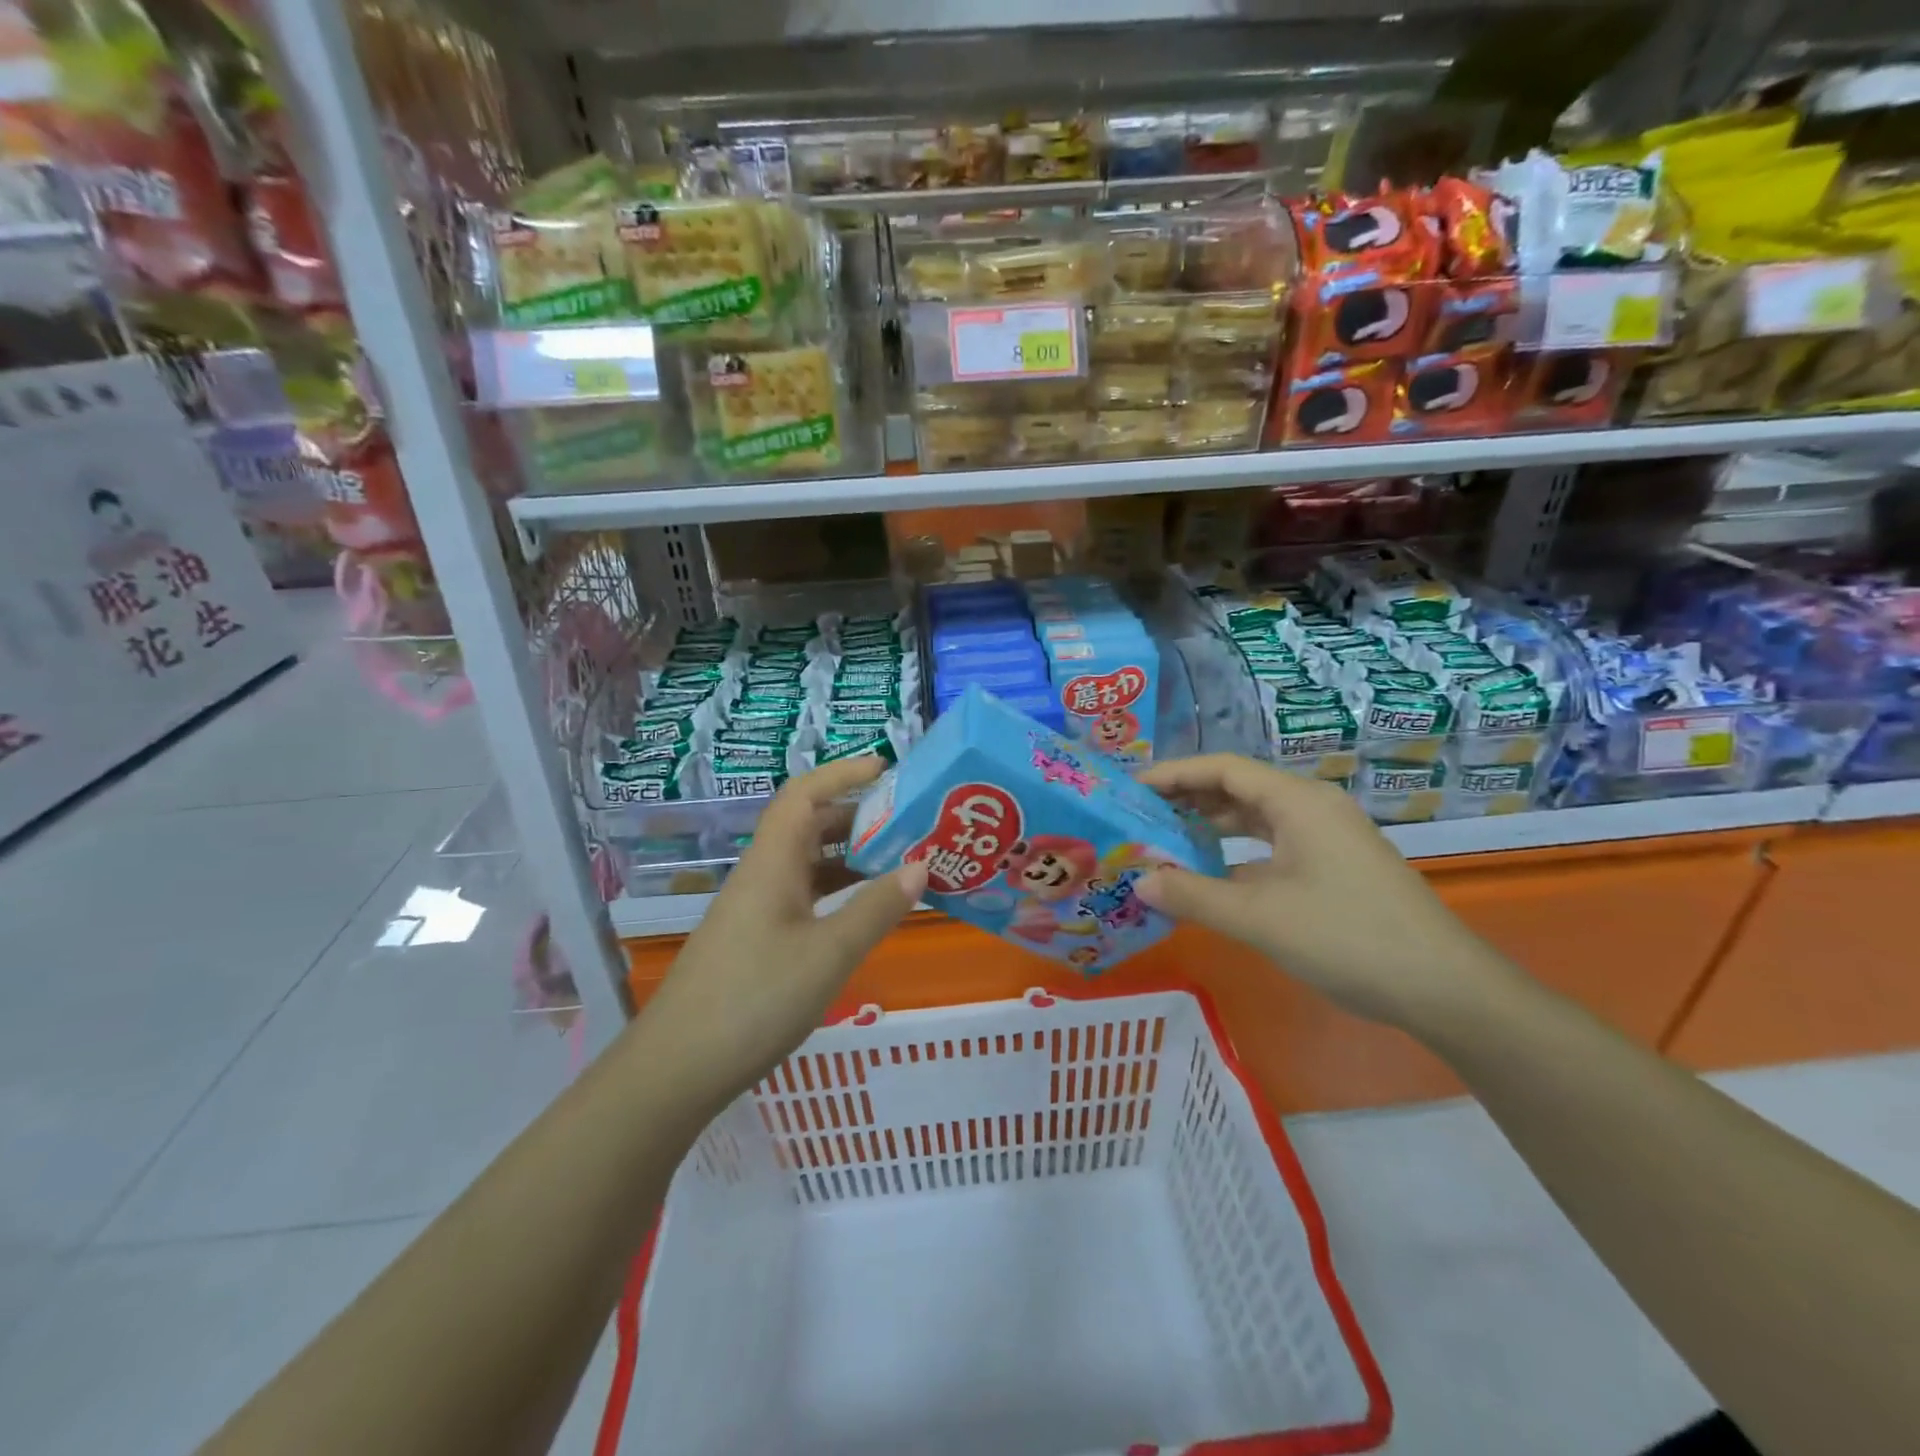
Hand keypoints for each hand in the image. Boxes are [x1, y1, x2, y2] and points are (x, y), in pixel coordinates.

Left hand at [637, 757, 926, 1110]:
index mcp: (773, 863)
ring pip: (807, 863)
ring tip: (899, 861)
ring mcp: (756, 908)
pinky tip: (863, 911)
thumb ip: (876, 908)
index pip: (804, 794)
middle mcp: (762, 874)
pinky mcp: (756, 939)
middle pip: (809, 825)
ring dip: (849, 855)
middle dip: (857, 815)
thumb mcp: (829, 954)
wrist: (677, 1068)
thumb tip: (920, 865)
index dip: (843, 772)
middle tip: (909, 822)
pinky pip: (803, 895)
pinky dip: (837, 891)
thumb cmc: (756, 1000)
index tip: (887, 767)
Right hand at [1135, 754, 1515, 1031]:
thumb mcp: (1259, 918)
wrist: (1443, 988)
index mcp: (1297, 802)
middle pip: (1238, 788)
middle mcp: (1312, 808)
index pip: (1223, 768)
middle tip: (1140, 814)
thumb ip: (1193, 896)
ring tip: (1164, 840)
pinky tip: (1210, 876)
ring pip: (1256, 818)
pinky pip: (1272, 846)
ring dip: (1210, 826)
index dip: (1173, 774)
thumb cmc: (1348, 938)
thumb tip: (1139, 882)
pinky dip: (1236, 854)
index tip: (1131, 789)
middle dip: (1187, 798)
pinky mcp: (1334, 867)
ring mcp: (1327, 838)